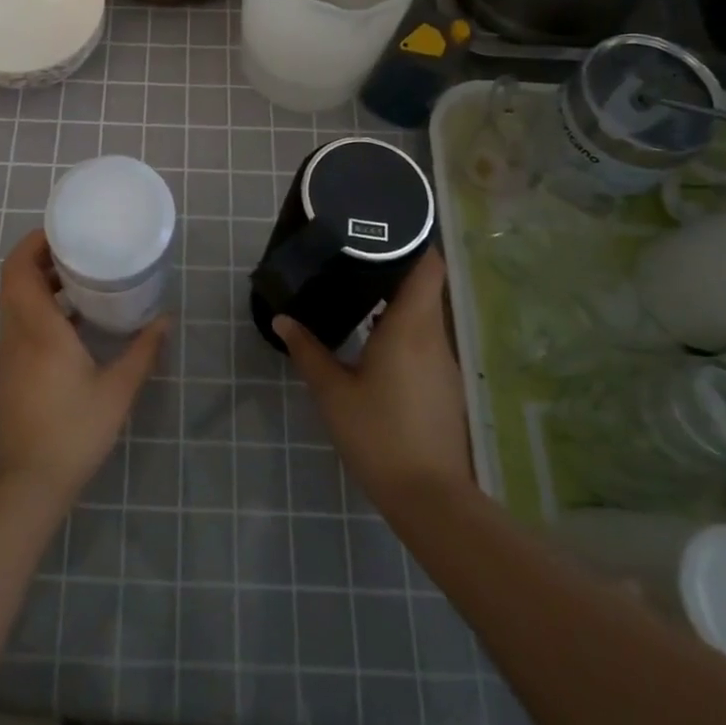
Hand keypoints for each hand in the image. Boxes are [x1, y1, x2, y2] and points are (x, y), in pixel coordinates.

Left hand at [0, 230, 168, 504]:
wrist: (27, 485)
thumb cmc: (73, 430)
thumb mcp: (117, 390)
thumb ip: (143, 351)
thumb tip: (167, 319)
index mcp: (38, 328)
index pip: (18, 269)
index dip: (33, 243)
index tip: (61, 232)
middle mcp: (16, 334)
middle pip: (14, 280)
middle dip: (40, 259)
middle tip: (77, 252)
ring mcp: (8, 355)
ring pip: (15, 303)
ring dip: (40, 285)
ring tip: (79, 282)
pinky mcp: (8, 373)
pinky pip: (18, 325)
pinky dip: (39, 311)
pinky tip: (72, 326)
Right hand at [273, 249, 471, 507]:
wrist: (429, 498)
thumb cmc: (378, 434)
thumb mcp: (332, 392)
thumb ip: (307, 350)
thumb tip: (282, 319)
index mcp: (410, 327)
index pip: (429, 266)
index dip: (416, 240)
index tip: (387, 226)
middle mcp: (433, 336)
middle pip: (424, 286)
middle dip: (394, 267)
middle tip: (355, 254)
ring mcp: (443, 363)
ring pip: (424, 314)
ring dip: (396, 300)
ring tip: (359, 289)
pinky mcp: (443, 385)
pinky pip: (424, 340)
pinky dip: (402, 328)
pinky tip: (373, 339)